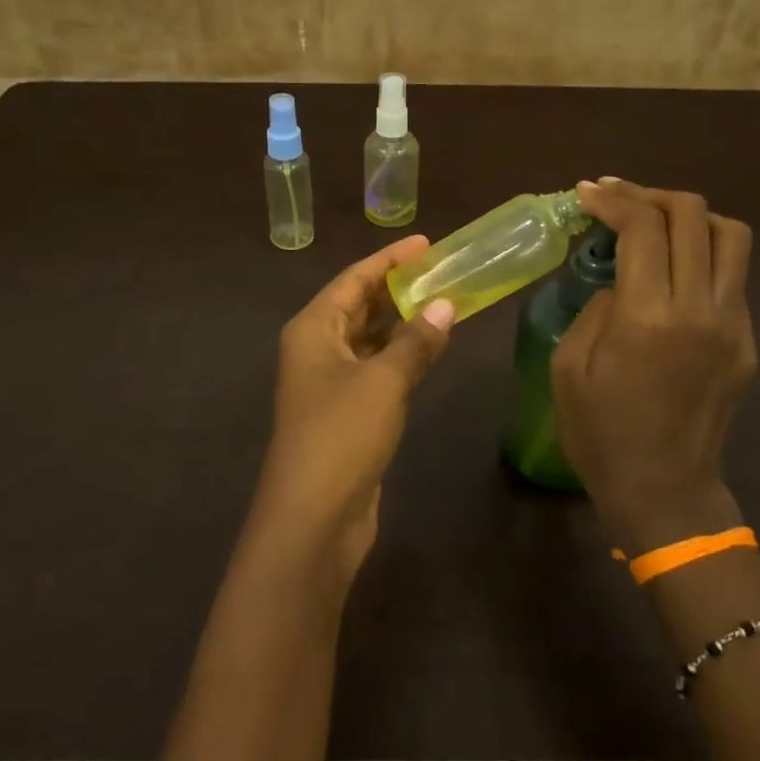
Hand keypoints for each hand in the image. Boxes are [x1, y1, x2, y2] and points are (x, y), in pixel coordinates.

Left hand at [250, 234, 455, 579]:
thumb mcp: (383, 382)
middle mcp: (316, 349)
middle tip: (440, 270)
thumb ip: (416, 342)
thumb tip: (446, 305)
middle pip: (358, 306)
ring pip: (369, 339)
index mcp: (313, 329)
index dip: (388, 260)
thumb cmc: (341, 435)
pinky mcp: (346, 414)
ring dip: (402, 323)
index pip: (353, 280)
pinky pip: (376, 369)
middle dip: (396, 288)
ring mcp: (329, 383)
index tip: (425, 243)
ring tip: (443, 302)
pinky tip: (429, 350)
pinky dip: (400, 356)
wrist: (313, 517)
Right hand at [551, 179, 755, 552]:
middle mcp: (700, 308)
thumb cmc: (600, 434)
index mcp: (648, 316)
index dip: (614, 199)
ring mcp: (733, 323)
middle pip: (693, 215)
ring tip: (654, 224)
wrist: (663, 490)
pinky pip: (733, 276)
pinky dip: (702, 254)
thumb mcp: (568, 367)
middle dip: (650, 195)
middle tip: (617, 201)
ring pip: (730, 235)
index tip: (587, 193)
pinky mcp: (747, 341)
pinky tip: (671, 272)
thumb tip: (620, 282)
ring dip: (690, 217)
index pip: (643, 227)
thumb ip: (595, 309)